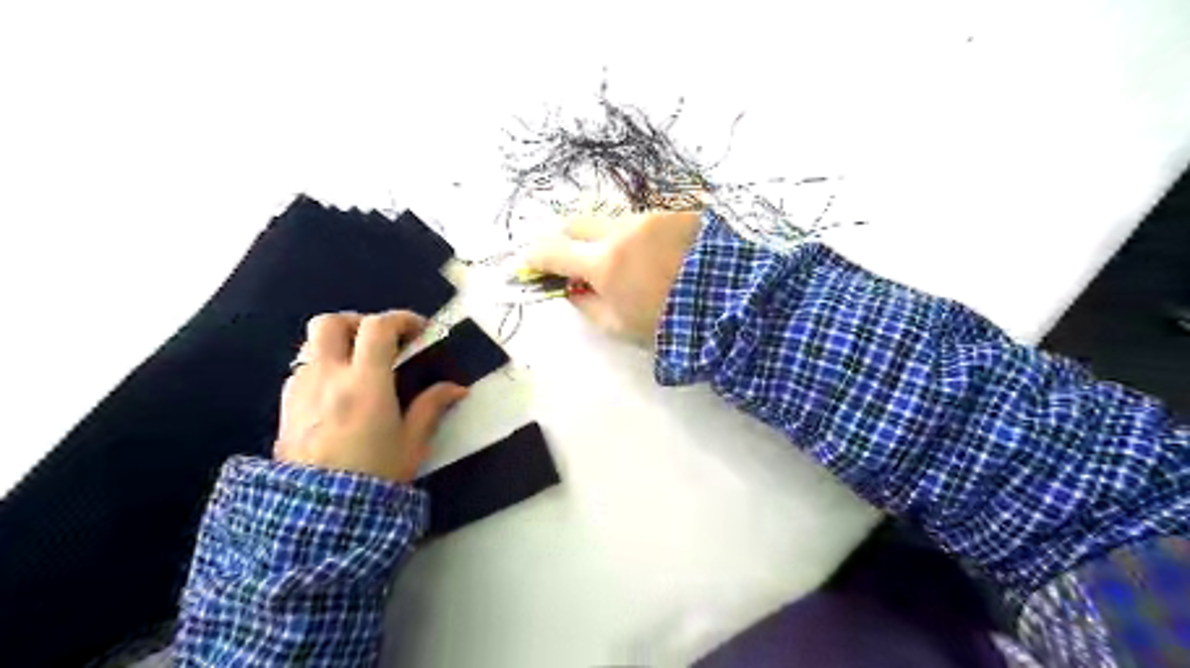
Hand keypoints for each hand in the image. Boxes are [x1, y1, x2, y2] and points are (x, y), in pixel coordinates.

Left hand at [277, 310, 466, 481]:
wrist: (318, 516)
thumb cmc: (375, 475)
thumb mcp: (412, 443)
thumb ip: (432, 407)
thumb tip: (457, 388)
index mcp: (366, 382)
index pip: (378, 327)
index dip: (401, 319)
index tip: (418, 330)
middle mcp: (328, 377)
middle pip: (331, 322)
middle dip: (359, 322)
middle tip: (380, 341)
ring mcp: (301, 390)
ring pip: (311, 345)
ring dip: (337, 344)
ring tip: (358, 367)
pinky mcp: (285, 407)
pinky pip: (301, 371)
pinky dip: (321, 368)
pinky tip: (336, 393)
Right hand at [525, 209, 699, 343]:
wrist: (731, 307)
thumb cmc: (669, 325)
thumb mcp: (618, 326)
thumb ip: (586, 304)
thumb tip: (570, 287)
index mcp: (605, 262)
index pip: (553, 250)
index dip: (536, 257)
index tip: (532, 263)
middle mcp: (623, 230)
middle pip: (577, 222)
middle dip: (568, 240)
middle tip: (572, 259)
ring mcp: (651, 217)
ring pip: (612, 221)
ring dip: (606, 238)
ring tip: (625, 263)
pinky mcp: (676, 213)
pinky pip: (644, 221)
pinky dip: (638, 237)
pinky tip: (655, 256)